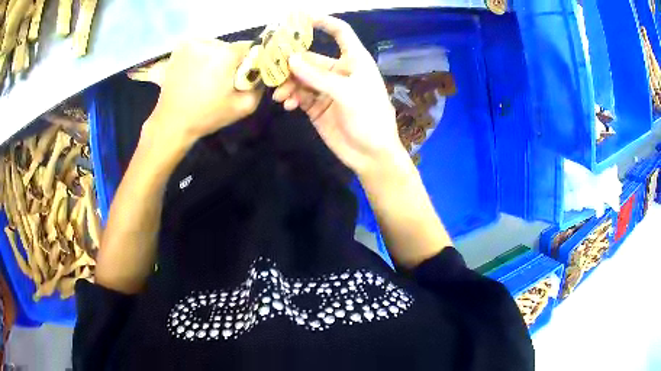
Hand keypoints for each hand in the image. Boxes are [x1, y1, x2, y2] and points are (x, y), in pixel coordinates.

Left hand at [144, 40, 262, 150]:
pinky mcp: (179, 48)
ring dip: (215, 57)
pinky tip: (195, 72)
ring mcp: (191, 43)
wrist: (172, 122)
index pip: (250, 47)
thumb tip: (261, 73)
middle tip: (222, 80)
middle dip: (230, 60)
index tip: (243, 75)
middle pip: (230, 47)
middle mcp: (210, 42)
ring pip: (214, 46)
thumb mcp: (244, 106)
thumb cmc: (207, 116)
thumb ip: (259, 86)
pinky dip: (201, 56)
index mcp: (226, 54)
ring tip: (206, 78)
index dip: (250, 61)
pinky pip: (199, 47)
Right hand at [272, 16, 406, 176]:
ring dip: (288, 83)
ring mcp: (326, 89)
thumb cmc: (369, 119)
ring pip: (300, 77)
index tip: (301, 17)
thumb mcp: (347, 94)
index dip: (323, 22)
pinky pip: (299, 95)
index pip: (340, 32)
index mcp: (354, 61)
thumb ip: (318, 77)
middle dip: (292, 62)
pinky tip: (288, 105)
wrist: (371, 155)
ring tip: (280, 94)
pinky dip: (291, 97)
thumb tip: (290, 59)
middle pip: (310, 57)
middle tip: (272, 67)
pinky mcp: (316, 106)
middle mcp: (339, 71)